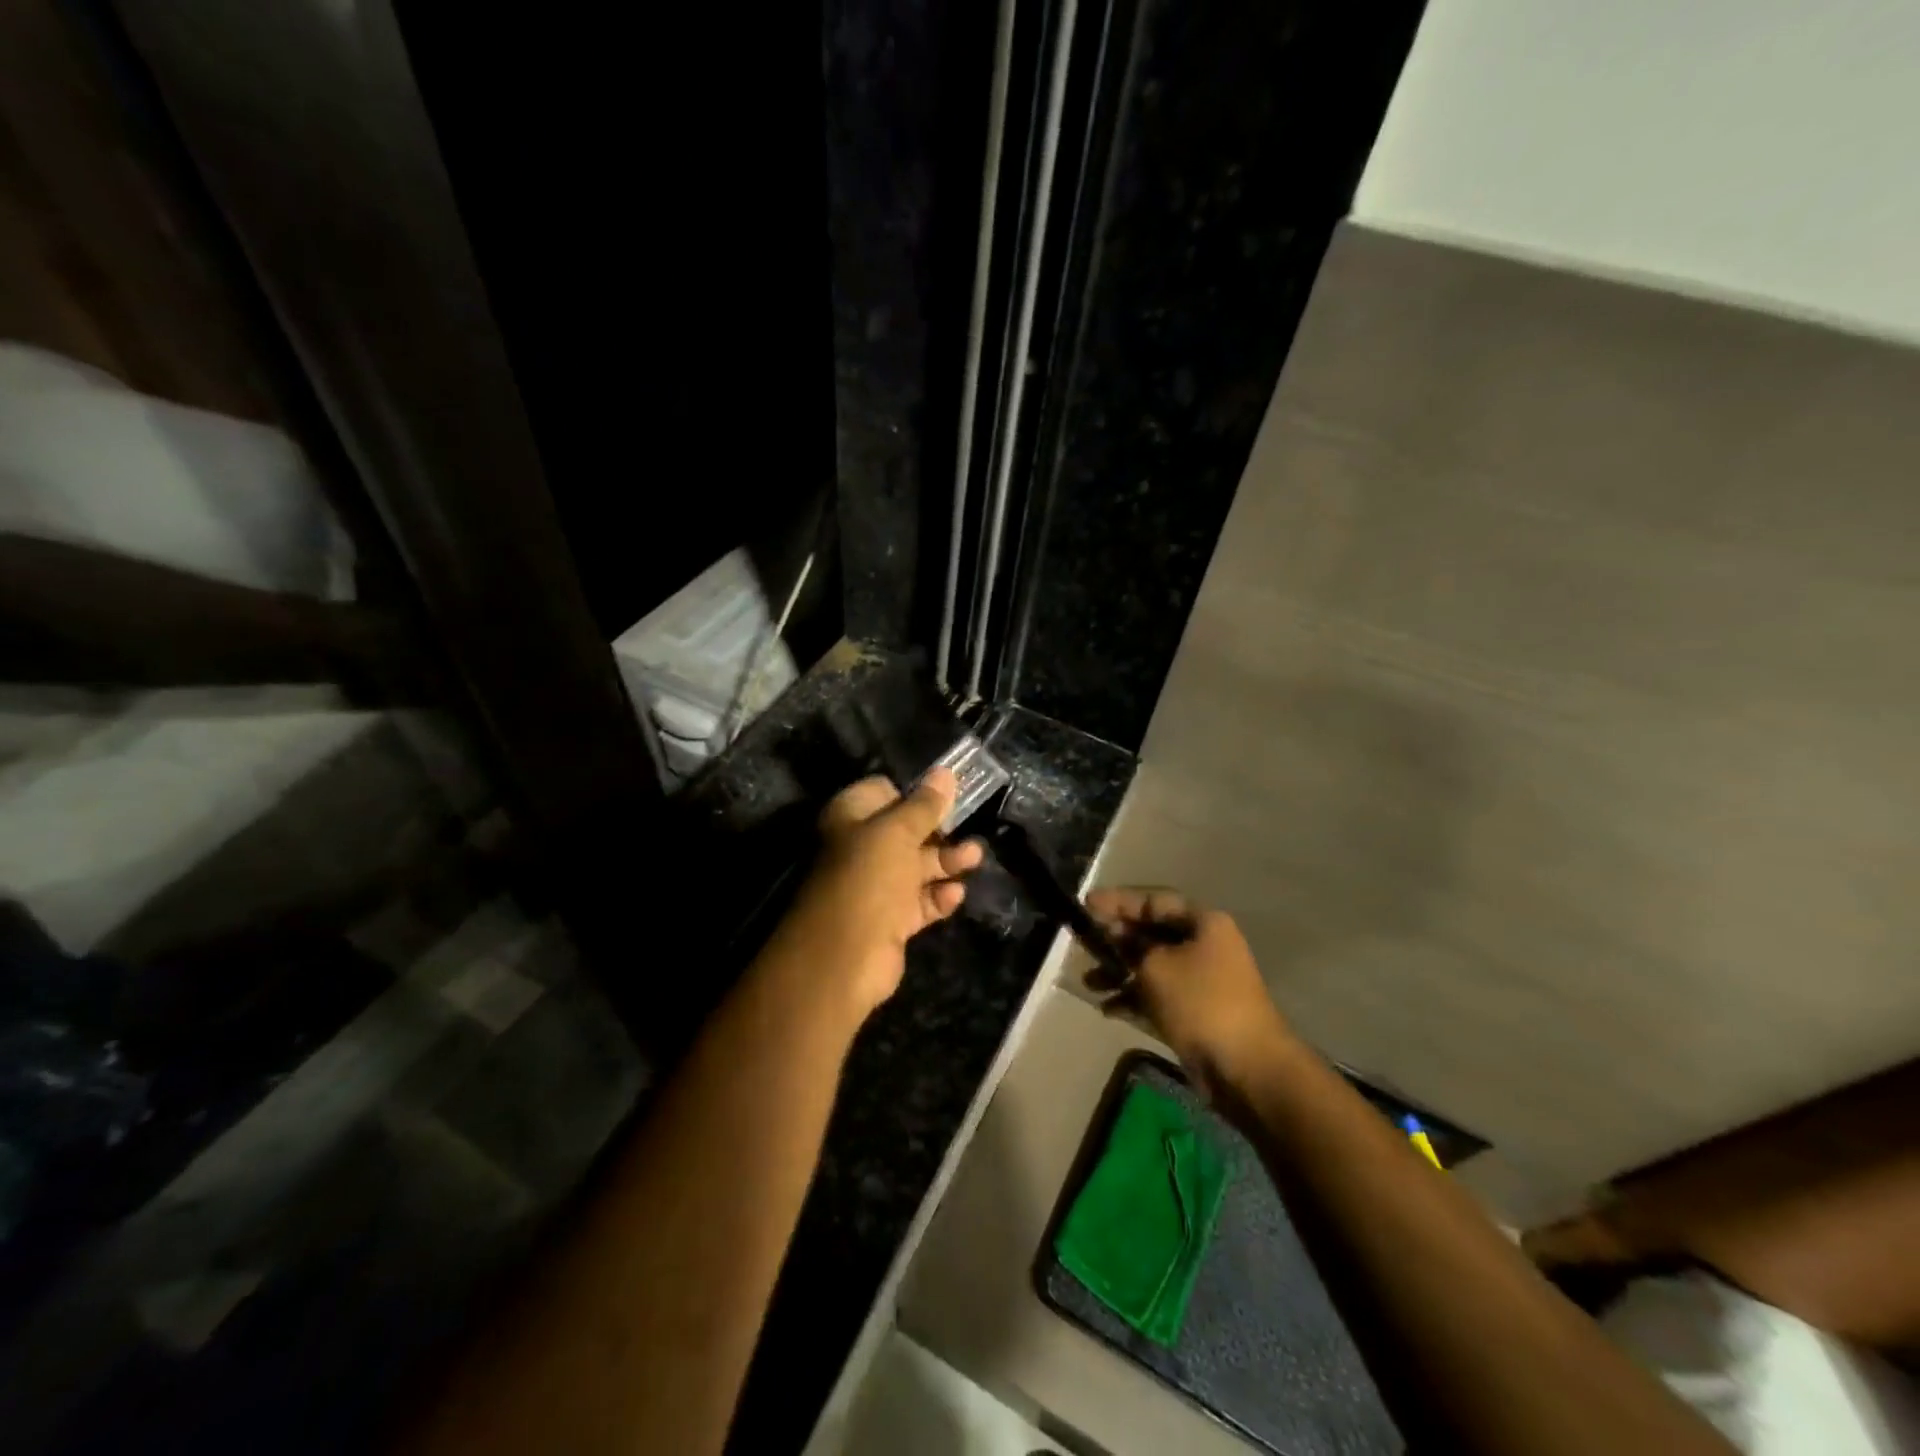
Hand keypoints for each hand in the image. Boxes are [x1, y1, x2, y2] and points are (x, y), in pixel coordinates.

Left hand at [772, 767, 984, 1020]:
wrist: (844, 956)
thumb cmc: (868, 878)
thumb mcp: (898, 833)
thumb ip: (924, 805)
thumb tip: (945, 773)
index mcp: (851, 818)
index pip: (884, 791)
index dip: (914, 792)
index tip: (948, 793)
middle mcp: (861, 848)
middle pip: (906, 830)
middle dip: (939, 829)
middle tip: (970, 825)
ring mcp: (875, 886)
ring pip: (917, 866)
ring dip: (946, 861)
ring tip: (976, 857)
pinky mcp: (891, 919)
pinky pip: (920, 901)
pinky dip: (939, 897)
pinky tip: (957, 894)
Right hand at [1084, 888, 1291, 1101]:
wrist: (1245, 1068)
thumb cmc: (1200, 1003)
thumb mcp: (1156, 966)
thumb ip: (1129, 945)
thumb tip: (1115, 932)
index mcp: (1203, 923)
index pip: (1153, 901)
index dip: (1118, 901)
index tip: (1085, 904)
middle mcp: (1204, 945)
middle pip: (1152, 933)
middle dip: (1115, 939)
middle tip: (1082, 942)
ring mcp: (1201, 980)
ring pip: (1152, 966)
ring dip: (1119, 972)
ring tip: (1089, 983)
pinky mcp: (1195, 1011)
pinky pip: (1158, 995)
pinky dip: (1133, 998)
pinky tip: (1107, 1008)